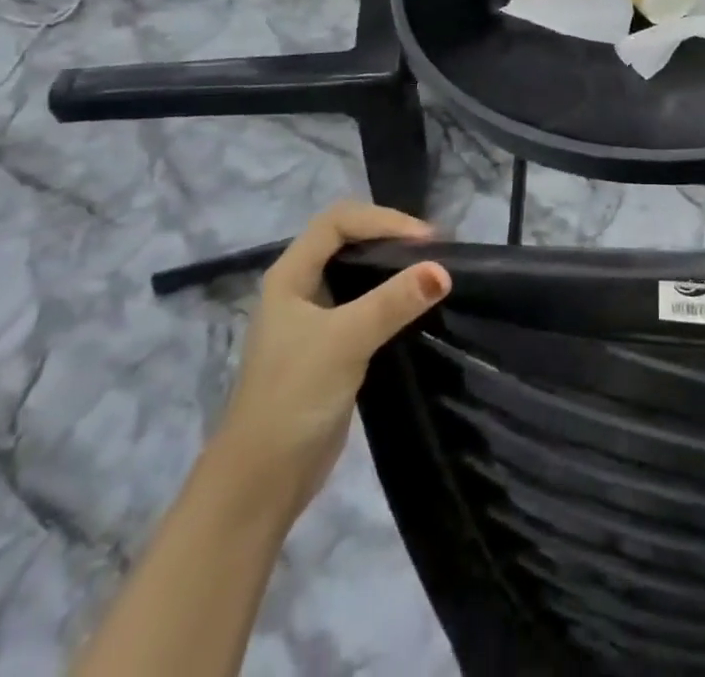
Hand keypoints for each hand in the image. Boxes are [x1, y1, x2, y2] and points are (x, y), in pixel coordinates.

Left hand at [211, 203, 449, 519]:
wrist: (260, 484)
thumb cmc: (292, 398)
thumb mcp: (345, 341)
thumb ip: (393, 302)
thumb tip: (444, 270)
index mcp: (290, 275)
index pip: (338, 221)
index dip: (382, 220)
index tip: (424, 240)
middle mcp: (301, 288)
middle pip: (349, 240)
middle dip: (391, 237)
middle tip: (435, 251)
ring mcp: (315, 318)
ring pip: (359, 272)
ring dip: (394, 266)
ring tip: (434, 270)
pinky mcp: (332, 346)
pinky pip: (367, 304)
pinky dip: (393, 296)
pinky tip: (418, 305)